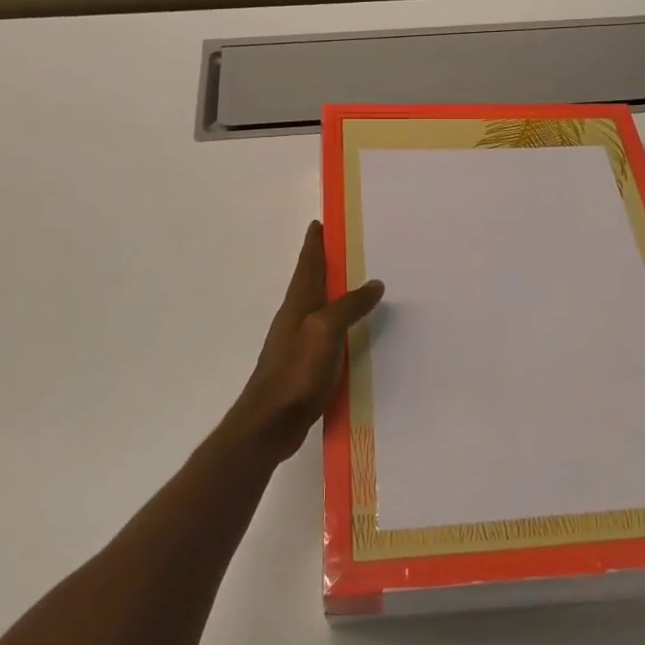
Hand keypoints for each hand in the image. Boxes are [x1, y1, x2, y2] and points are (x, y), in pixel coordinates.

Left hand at [224, 222, 384, 463]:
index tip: (320, 222)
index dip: (314, 243)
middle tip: (348, 248)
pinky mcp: (305, 365)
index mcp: (298, 303)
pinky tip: (353, 331)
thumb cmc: (296, 371)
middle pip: (311, 282)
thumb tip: (374, 283)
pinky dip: (340, 323)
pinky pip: (326, 333)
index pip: (307, 263)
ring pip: (320, 307)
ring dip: (334, 292)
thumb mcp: (325, 331)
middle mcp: (296, 317)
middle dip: (325, 263)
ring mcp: (299, 342)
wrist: (270, 422)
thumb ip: (349, 306)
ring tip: (357, 284)